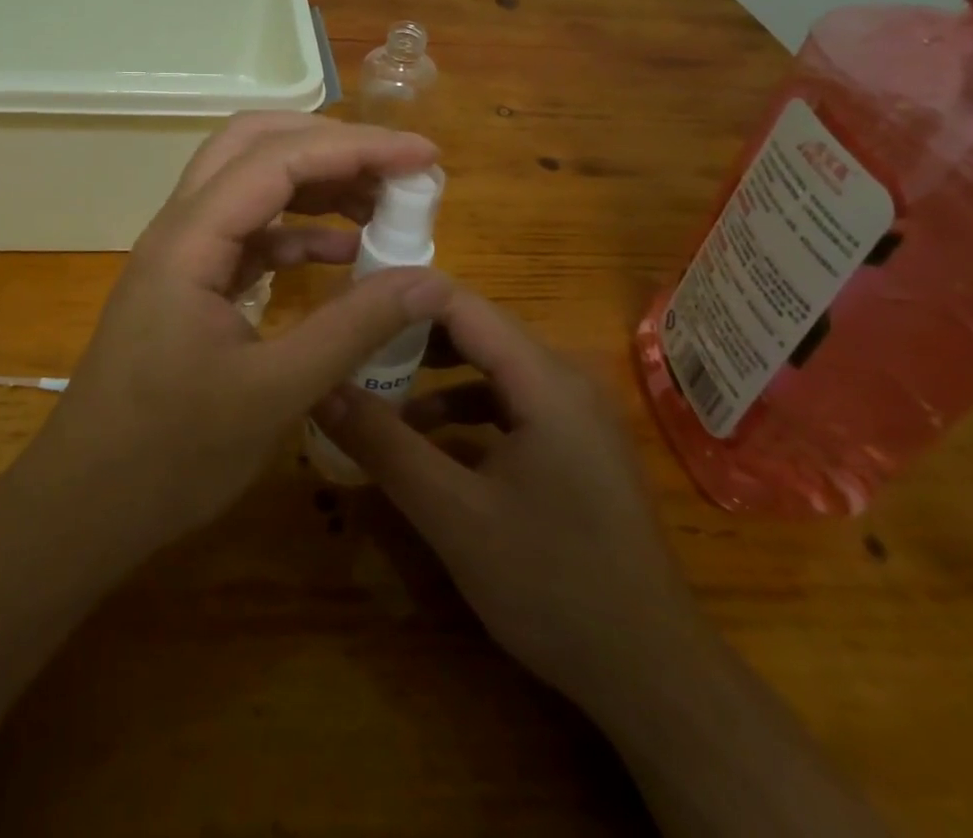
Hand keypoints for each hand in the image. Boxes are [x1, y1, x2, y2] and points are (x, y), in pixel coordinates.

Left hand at [12, 112, 451, 560]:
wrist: (85, 505)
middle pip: (254, 146)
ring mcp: (182, 254)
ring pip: (250, 184)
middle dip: (330, 145)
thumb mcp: (275, 393)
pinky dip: (298, 231)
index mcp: (190, 240)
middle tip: (396, 168)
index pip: (278, 159)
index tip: (423, 155)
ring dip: (315, 183)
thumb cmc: (170, 455)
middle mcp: (180, 228)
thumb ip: (353, 329)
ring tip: (382, 203)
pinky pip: (249, 233)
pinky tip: (343, 253)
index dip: (355, 146)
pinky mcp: (190, 283)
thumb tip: (429, 282)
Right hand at [312, 288, 701, 704]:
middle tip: (350, 346)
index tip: (346, 310)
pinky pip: (507, 401)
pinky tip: (426, 440)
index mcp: (544, 379)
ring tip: (375, 389)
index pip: (459, 303)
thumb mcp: (452, 515)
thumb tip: (319, 389)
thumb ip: (384, 445)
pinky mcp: (573, 443)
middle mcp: (563, 378)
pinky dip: (462, 407)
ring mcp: (573, 412)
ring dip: (433, 372)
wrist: (653, 675)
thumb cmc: (553, 585)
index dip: (400, 298)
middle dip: (409, 334)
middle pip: (475, 329)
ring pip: (489, 365)